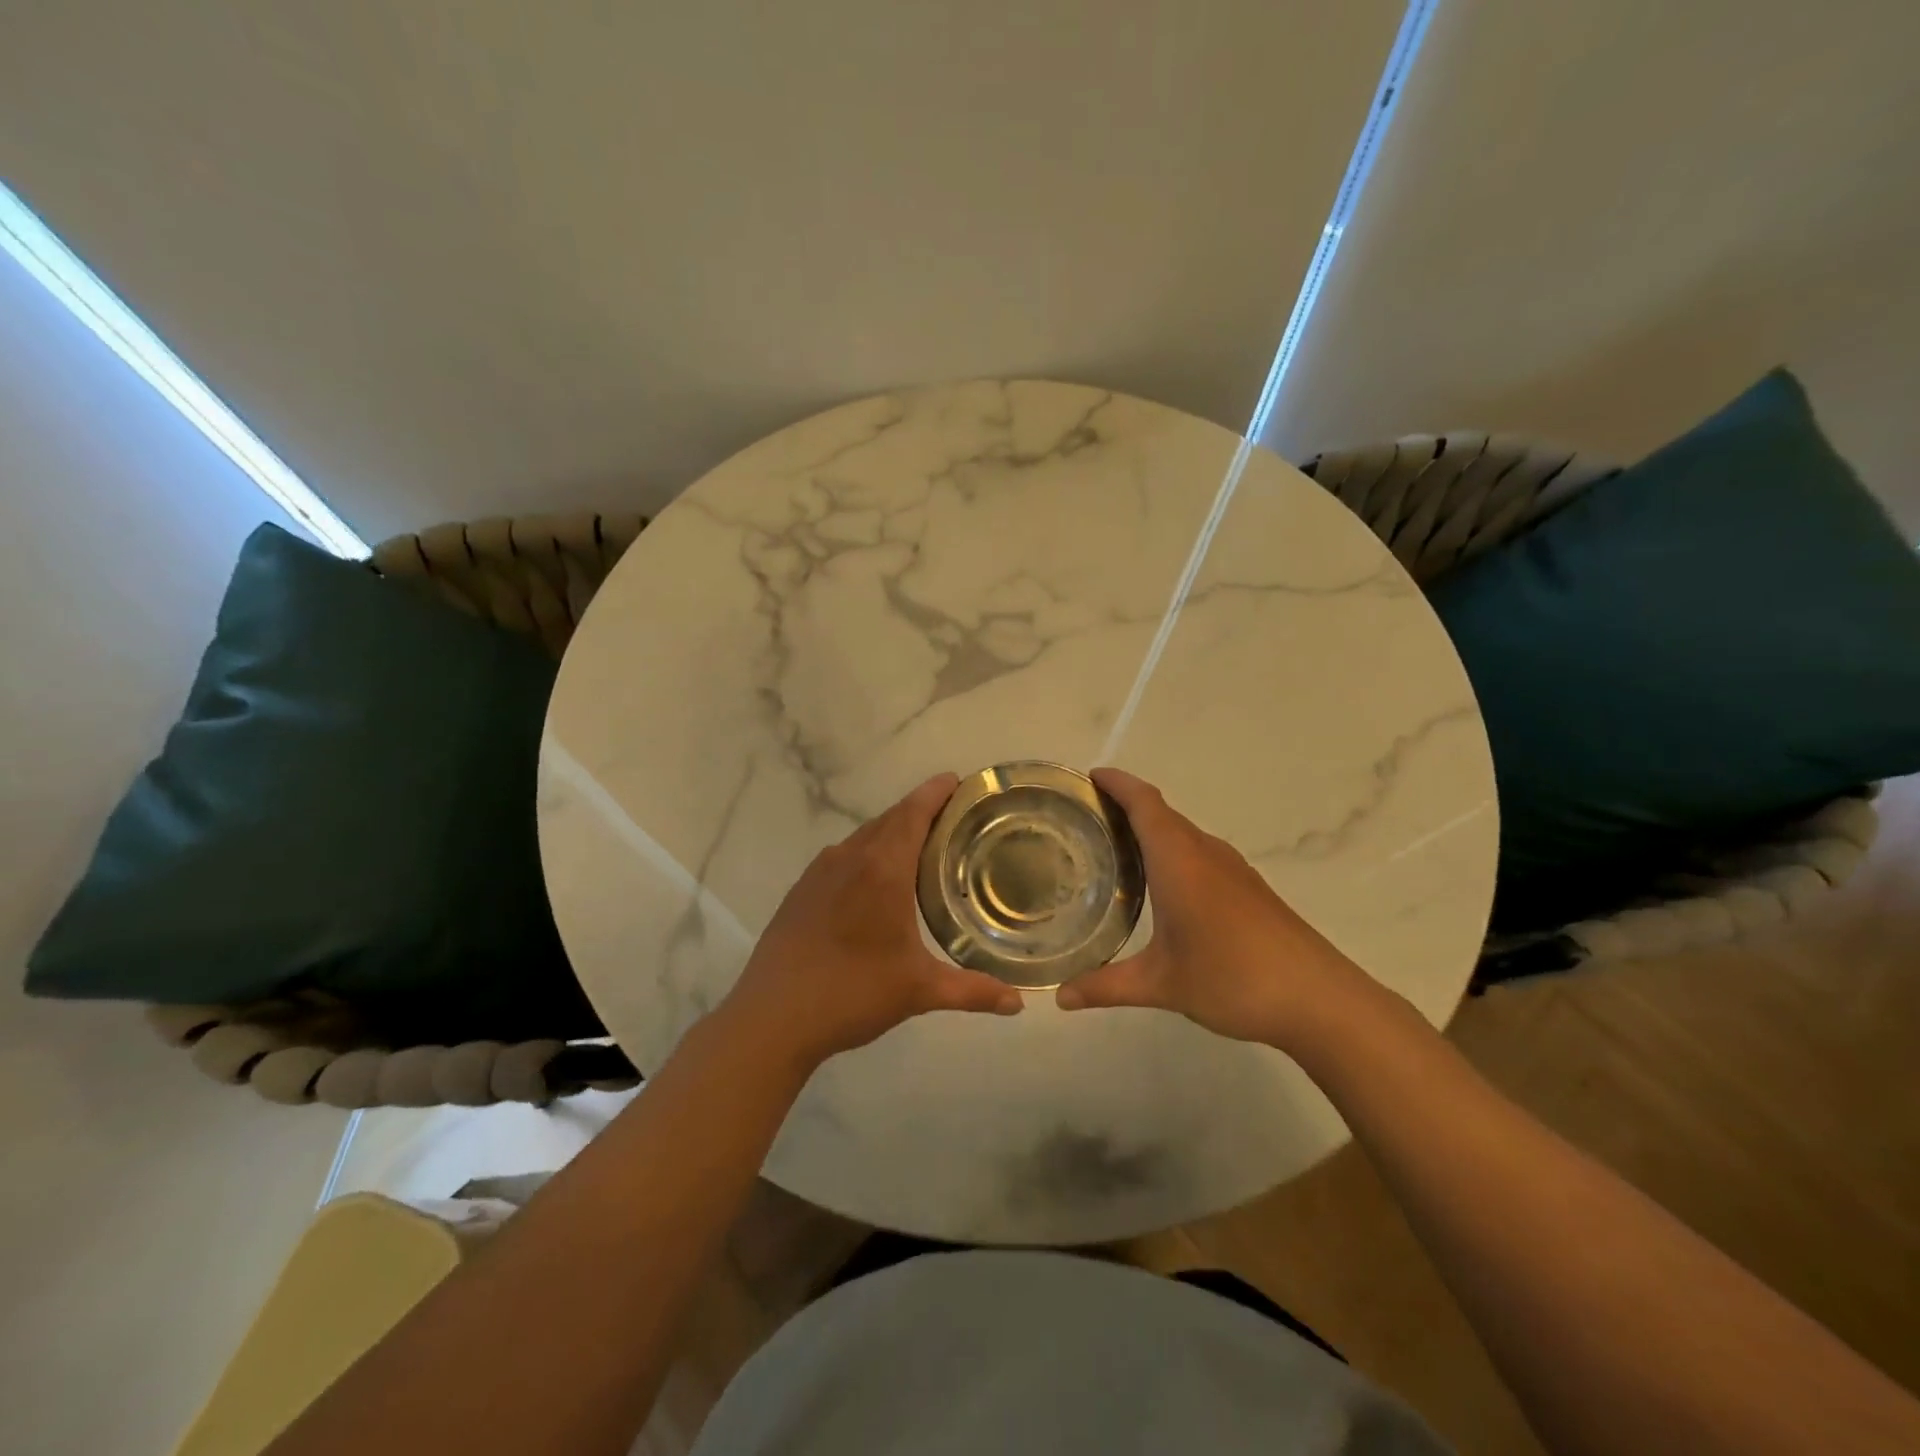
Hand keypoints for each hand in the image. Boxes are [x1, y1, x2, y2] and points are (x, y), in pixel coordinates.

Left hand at [718, 773, 1022, 1069]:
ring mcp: (820, 872)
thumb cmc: (852, 993)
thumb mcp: (919, 991)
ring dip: (892, 833)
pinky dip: (866, 855)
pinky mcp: (801, 890)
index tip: (957, 781)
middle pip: (890, 818)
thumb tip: (1018, 1003)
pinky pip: (843, 857)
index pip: (913, 812)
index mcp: (882, 868)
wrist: (772, 1017)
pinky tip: (875, 884)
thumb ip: (972, 991)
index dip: (936, 792)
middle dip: (920, 811)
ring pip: (864, 837)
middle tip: (953, 819)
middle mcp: (850, 858)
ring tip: (920, 849)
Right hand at [1056, 767, 1376, 1051]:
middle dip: (1126, 805)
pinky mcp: (1249, 888)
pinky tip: (1162, 886)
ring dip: (1151, 830)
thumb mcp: (1161, 984)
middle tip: (1086, 818)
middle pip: (1162, 813)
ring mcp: (1232, 870)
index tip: (1090, 777)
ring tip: (1115, 848)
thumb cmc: (1233, 978)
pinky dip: (1173, 852)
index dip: (1118, 783)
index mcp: (1179, 861)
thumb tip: (1061, 997)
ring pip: (1183, 834)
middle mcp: (1205, 853)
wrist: (1319, 998)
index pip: (1145, 803)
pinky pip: (1200, 853)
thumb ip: (1106, 986)